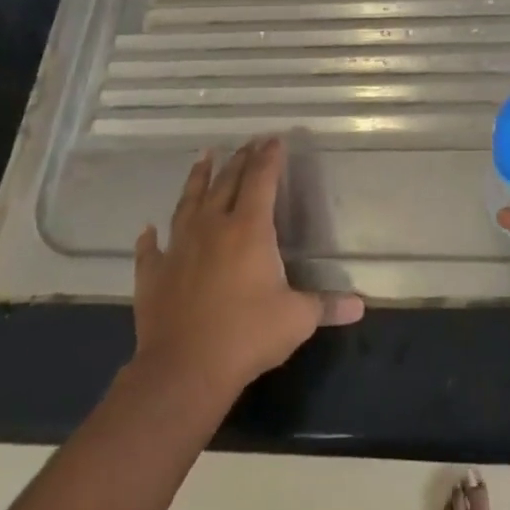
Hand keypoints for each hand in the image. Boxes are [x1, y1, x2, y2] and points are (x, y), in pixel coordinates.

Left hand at [133, 138, 363, 397]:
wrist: (184, 369)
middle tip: (247, 144)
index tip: (274, 140)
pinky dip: (150, 238)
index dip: (269, 158)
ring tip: (203, 157)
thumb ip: (327, 306)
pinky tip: (148, 229)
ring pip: (188, 202)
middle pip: (226, 183)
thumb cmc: (247, 336)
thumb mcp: (297, 319)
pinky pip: (151, 249)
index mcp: (249, 229)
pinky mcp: (154, 273)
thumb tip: (360, 305)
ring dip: (197, 178)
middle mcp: (212, 227)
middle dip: (239, 160)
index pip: (262, 180)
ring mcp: (179, 247)